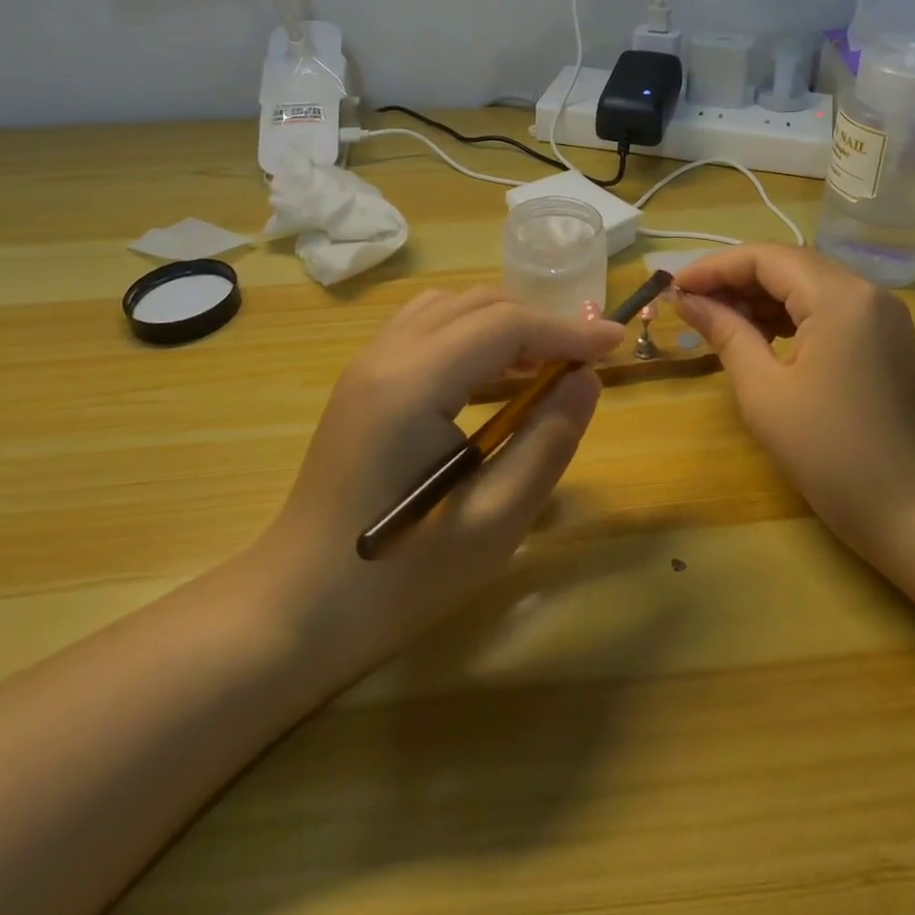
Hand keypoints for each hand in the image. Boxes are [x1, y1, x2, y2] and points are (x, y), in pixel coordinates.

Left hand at [254, 287, 622, 675]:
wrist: (298, 608)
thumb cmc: (401, 579)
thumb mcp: (494, 521)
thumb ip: (548, 441)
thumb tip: (587, 379)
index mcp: (413, 385)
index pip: (505, 326)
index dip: (567, 329)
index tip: (616, 343)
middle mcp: (384, 356)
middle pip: (478, 305)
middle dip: (539, 323)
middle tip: (585, 362)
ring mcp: (366, 365)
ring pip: (450, 308)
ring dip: (504, 324)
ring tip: (544, 366)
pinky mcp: (362, 382)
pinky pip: (426, 329)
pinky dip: (470, 335)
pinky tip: (492, 378)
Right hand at [673, 244, 914, 564]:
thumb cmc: (831, 453)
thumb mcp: (764, 391)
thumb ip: (725, 333)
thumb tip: (687, 301)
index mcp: (838, 297)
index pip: (765, 257)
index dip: (714, 267)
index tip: (674, 288)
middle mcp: (865, 291)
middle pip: (788, 264)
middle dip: (735, 279)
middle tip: (690, 305)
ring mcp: (881, 313)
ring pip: (808, 283)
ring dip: (760, 296)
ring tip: (718, 321)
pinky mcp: (885, 337)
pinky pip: (828, 307)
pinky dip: (790, 313)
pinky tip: (760, 335)